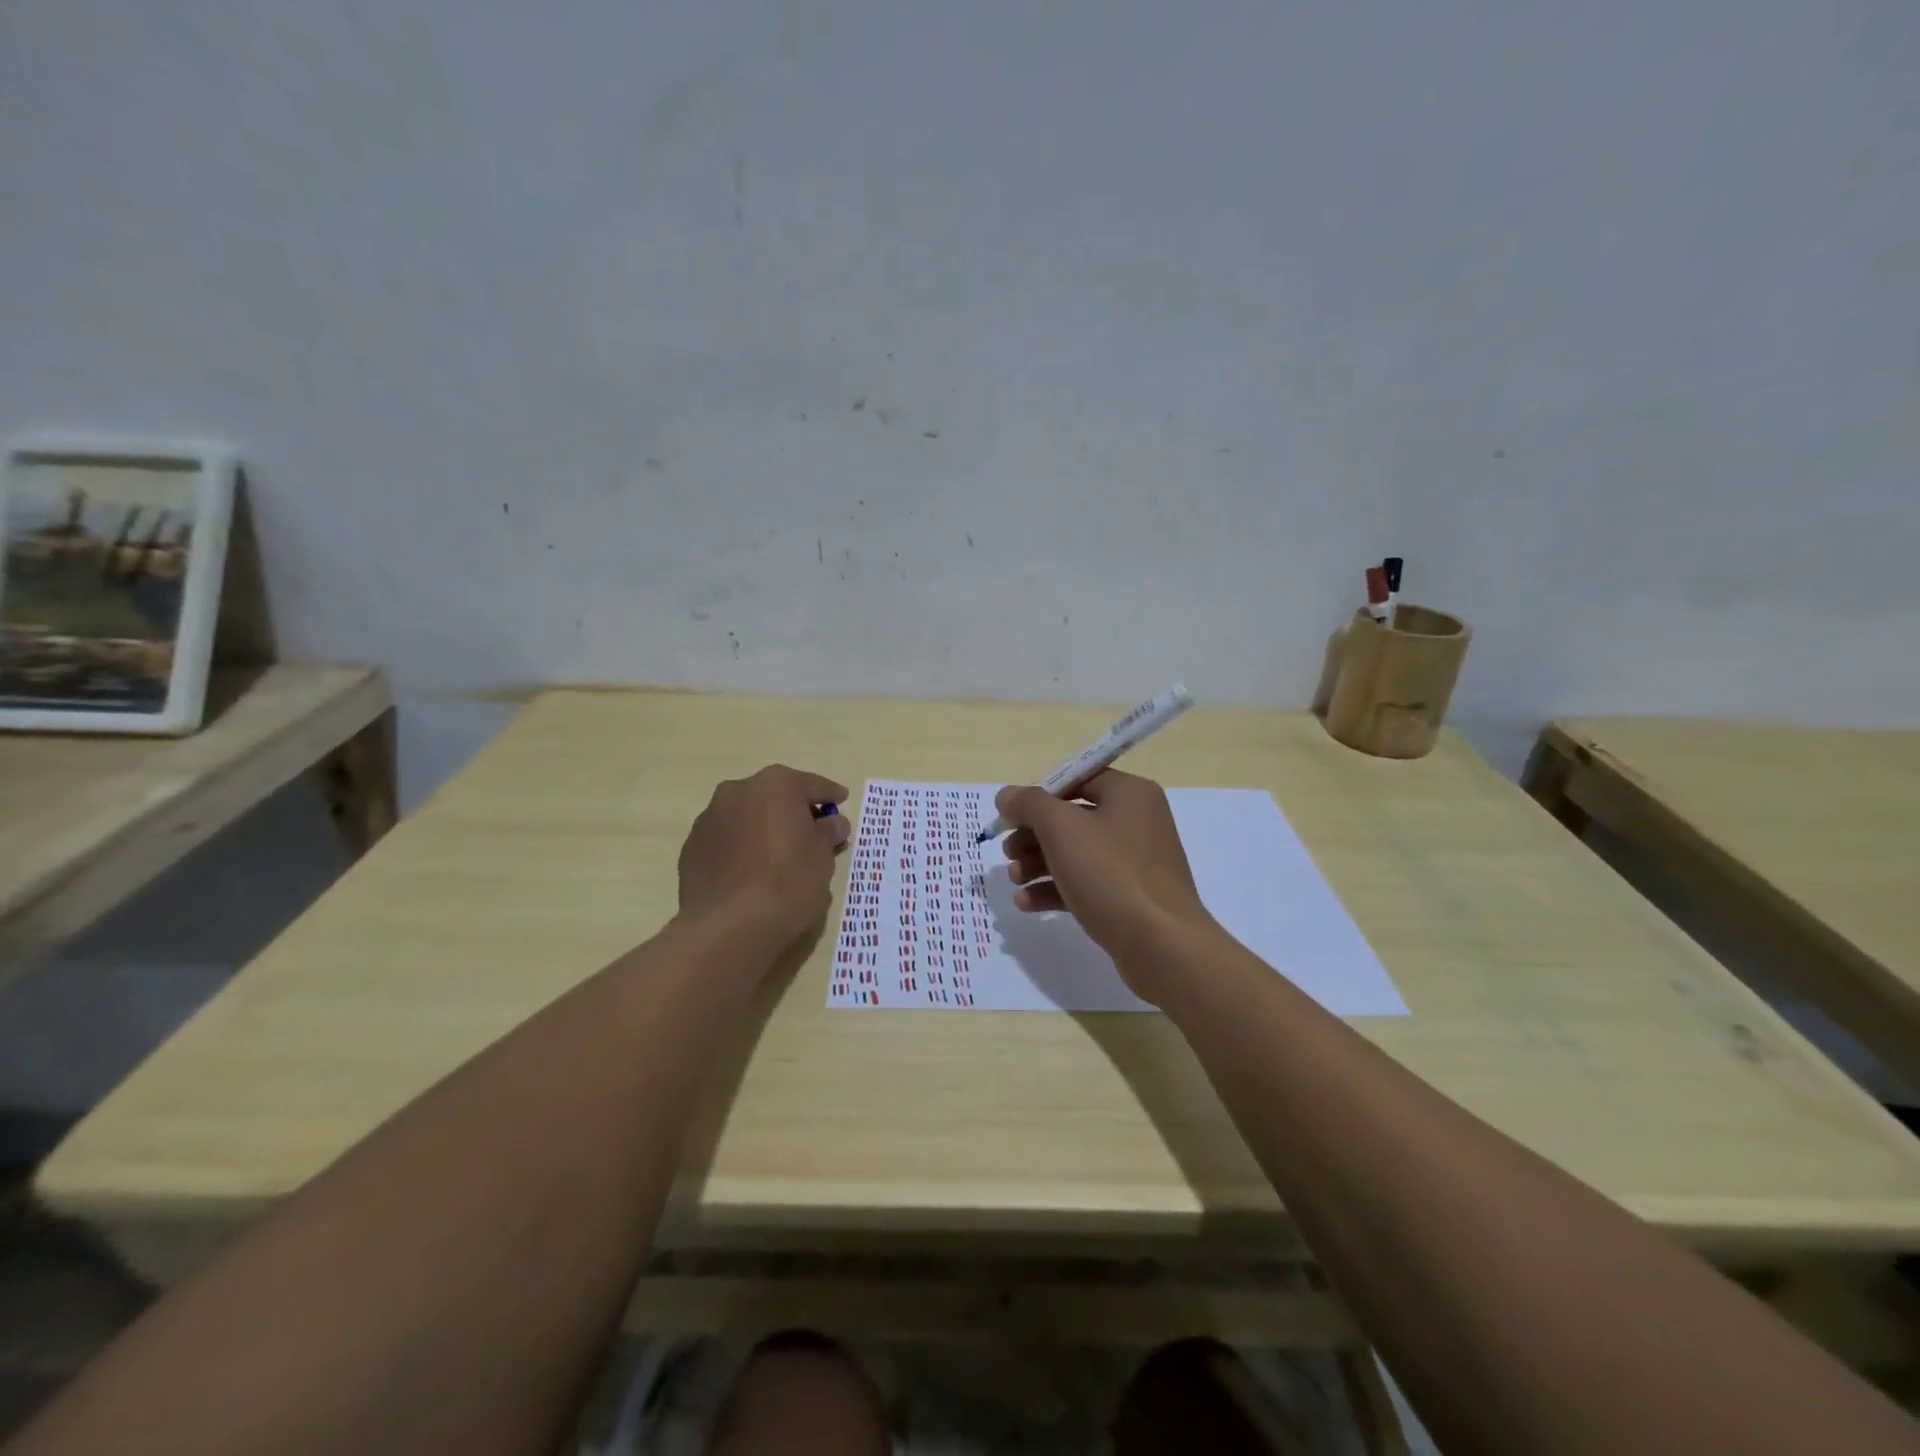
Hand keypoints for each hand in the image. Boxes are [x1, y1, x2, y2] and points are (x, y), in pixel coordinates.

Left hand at [678, 765, 850, 946]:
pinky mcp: (691, 848)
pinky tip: (750, 874)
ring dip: (763, 828)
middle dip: (793, 811)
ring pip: (746, 816)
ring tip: (778, 856)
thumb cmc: (788, 882)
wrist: (728, 926)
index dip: (830, 794)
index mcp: (776, 785)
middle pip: (775, 796)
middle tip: (811, 832)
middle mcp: (738, 791)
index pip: (812, 785)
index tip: (841, 800)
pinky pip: (726, 840)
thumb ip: (828, 833)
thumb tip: (833, 822)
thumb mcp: (823, 857)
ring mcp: (709, 818)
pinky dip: (741, 849)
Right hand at [995, 770, 1218, 1001]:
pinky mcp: (1130, 897)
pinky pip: (1086, 883)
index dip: (1039, 794)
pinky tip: (1026, 903)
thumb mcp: (1061, 829)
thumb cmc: (1110, 874)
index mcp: (1129, 794)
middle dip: (1033, 835)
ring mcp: (1135, 862)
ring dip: (1039, 863)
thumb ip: (1029, 804)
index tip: (1011, 816)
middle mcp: (1136, 821)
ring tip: (1014, 879)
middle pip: (1072, 818)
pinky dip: (1055, 889)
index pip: (1077, 779)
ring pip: (1076, 853)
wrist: (1161, 945)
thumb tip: (1007, 794)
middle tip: (1007, 852)